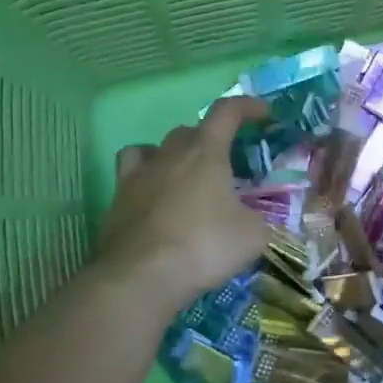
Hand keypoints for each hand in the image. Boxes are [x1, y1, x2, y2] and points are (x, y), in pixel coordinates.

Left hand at [96, 96, 277, 308]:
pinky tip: (153, 190)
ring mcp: (139, 173)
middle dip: (212, 139)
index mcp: (206, 151)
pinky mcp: (118, 197)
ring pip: (159, 147)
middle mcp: (171, 152)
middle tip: (227, 162)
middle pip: (192, 130)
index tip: (264, 113)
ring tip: (188, 175)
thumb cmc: (203, 246)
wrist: (140, 276)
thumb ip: (262, 220)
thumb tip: (261, 221)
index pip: (227, 111)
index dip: (247, 106)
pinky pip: (132, 170)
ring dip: (177, 154)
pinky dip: (146, 173)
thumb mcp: (252, 237)